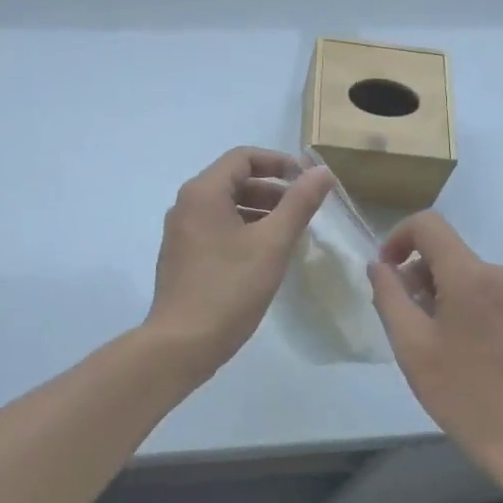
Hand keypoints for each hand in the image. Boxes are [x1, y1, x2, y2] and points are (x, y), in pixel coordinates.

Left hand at [146, 147, 332, 377]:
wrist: (181, 345)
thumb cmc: (229, 289)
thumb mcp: (272, 243)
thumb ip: (299, 204)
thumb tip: (321, 172)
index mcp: (203, 192)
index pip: (243, 157)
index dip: (278, 162)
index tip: (306, 180)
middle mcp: (186, 204)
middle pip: (234, 180)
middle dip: (272, 189)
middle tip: (303, 209)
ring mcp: (181, 231)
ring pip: (226, 206)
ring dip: (259, 210)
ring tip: (290, 231)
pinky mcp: (182, 255)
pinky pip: (216, 227)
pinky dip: (243, 229)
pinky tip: (265, 254)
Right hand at [368, 212, 502, 473]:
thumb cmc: (465, 395)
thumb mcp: (412, 347)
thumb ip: (389, 297)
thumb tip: (379, 266)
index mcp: (470, 275)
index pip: (428, 225)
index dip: (398, 238)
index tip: (387, 273)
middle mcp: (502, 274)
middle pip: (448, 253)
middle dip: (420, 276)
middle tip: (408, 323)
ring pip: (470, 276)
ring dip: (444, 294)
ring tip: (438, 343)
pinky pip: (492, 294)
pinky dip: (470, 307)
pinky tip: (469, 351)